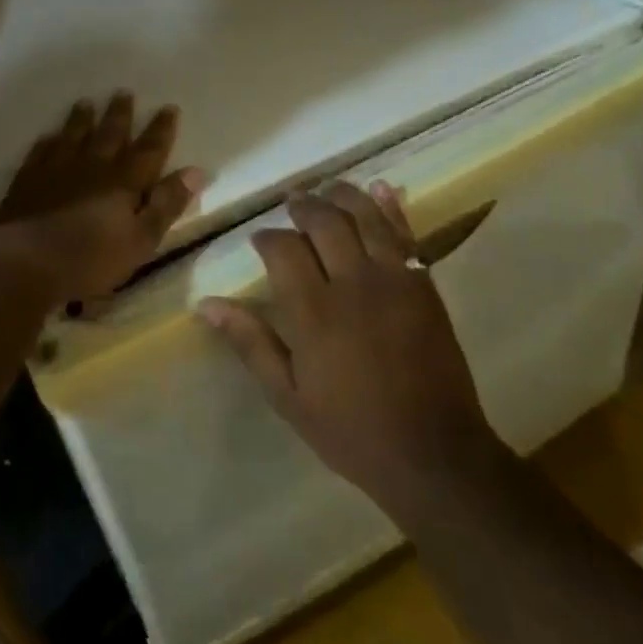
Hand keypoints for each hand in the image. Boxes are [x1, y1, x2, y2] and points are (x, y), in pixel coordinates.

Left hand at [0, 93, 202, 307]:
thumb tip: (195, 172)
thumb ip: (166, 205)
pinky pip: (40, 152)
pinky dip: (46, 142)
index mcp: (123, 181)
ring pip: (73, 135)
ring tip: (86, 102)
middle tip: (124, 92)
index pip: (148, 150)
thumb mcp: (140, 240)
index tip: (169, 107)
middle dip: (120, 114)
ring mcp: (56, 169)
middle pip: (109, 133)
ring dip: (81, 119)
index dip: (160, 130)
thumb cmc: (89, 259)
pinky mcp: (27, 180)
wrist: (25, 261)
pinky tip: (47, 136)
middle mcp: (92, 166)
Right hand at [198, 183, 496, 517]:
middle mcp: (352, 284)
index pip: (283, 249)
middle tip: (293, 202)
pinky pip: (405, 234)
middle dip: (303, 205)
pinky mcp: (424, 285)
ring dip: (343, 195)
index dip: (267, 237)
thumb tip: (207, 304)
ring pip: (364, 217)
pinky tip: (380, 189)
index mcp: (313, 312)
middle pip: (324, 222)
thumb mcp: (288, 397)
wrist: (434, 456)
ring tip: (327, 188)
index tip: (260, 239)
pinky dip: (391, 207)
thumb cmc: (352, 430)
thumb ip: (250, 343)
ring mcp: (393, 280)